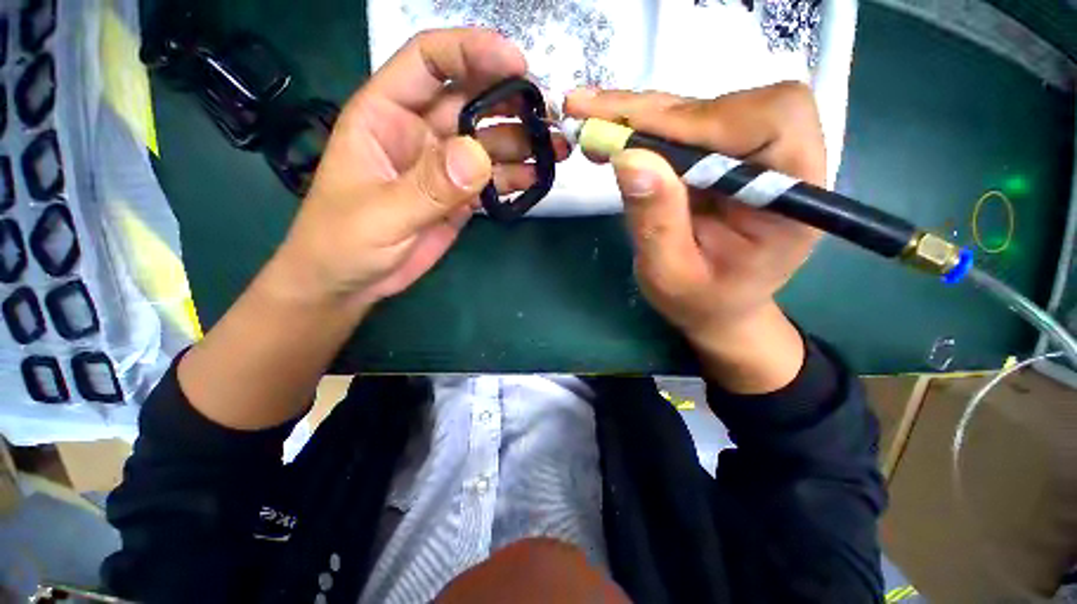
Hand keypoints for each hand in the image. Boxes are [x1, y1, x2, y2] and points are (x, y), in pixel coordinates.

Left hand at [270, 28, 566, 309]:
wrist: (353, 281)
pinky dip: (514, 178)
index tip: (517, 63)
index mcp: (386, 115)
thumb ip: (428, 187)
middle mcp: (420, 132)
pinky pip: (492, 179)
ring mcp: (444, 166)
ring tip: (555, 150)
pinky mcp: (460, 196)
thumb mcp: (380, 215)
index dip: (472, 52)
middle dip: (512, 103)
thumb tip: (477, 156)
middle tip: (550, 117)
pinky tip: (535, 180)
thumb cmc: (344, 241)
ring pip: (488, 142)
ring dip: (523, 143)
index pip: (429, 62)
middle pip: (471, 101)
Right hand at [566, 83, 825, 391]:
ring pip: (702, 110)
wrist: (716, 304)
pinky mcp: (724, 155)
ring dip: (642, 116)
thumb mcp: (670, 274)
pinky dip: (644, 127)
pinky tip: (612, 134)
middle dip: (657, 112)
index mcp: (795, 198)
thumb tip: (629, 157)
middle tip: (592, 113)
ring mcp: (752, 155)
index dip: (701, 121)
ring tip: (593, 123)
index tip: (635, 138)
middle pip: (732, 104)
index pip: (771, 121)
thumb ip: (656, 222)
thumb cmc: (700, 300)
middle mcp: (784, 162)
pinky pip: (686, 127)